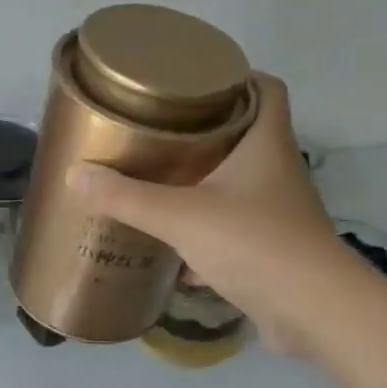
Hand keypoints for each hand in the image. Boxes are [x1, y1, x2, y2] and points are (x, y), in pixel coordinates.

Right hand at [67, 73, 357, 355]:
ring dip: (202, 185)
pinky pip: (231, 231)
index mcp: (267, 144)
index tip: (194, 83)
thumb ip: (127, 198)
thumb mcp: (181, 216)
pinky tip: (171, 246)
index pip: (265, 89)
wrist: (312, 310)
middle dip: (204, 133)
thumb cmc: (253, 244)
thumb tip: (75, 174)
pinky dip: (203, 234)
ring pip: (236, 186)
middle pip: (245, 136)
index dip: (237, 77)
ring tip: (156, 183)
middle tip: (158, 133)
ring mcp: (276, 214)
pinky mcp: (270, 251)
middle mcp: (277, 172)